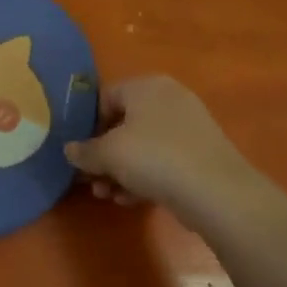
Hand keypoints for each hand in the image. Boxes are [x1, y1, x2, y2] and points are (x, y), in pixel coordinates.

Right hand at [64, 76, 264, 229]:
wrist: (216, 192)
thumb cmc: (154, 158)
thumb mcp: (108, 153)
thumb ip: (84, 151)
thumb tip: (70, 150)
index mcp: (146, 86)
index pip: (105, 96)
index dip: (87, 124)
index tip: (79, 151)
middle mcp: (169, 99)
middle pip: (123, 124)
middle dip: (103, 155)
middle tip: (90, 179)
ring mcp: (188, 127)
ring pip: (141, 147)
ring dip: (119, 171)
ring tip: (107, 196)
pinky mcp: (199, 154)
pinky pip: (161, 161)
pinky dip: (143, 178)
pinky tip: (130, 200)